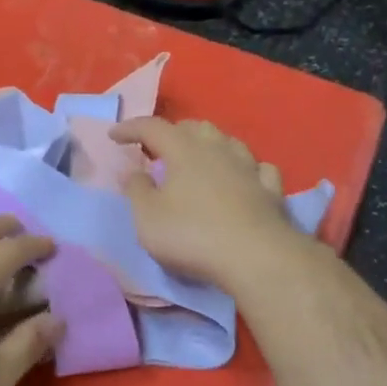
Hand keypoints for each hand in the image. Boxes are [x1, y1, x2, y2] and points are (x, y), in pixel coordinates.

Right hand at [110, 117, 297, 289]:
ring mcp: (249, 168)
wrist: (257, 258)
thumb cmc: (192, 235)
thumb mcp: (148, 217)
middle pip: (193, 127)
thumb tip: (133, 172)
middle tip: (156, 149)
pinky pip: (258, 168)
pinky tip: (242, 177)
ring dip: (208, 145)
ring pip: (228, 142)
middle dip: (172, 133)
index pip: (152, 127)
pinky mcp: (272, 190)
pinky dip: (244, 168)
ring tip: (197, 158)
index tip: (114, 135)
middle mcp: (218, 149)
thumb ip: (136, 190)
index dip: (130, 128)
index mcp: (183, 150)